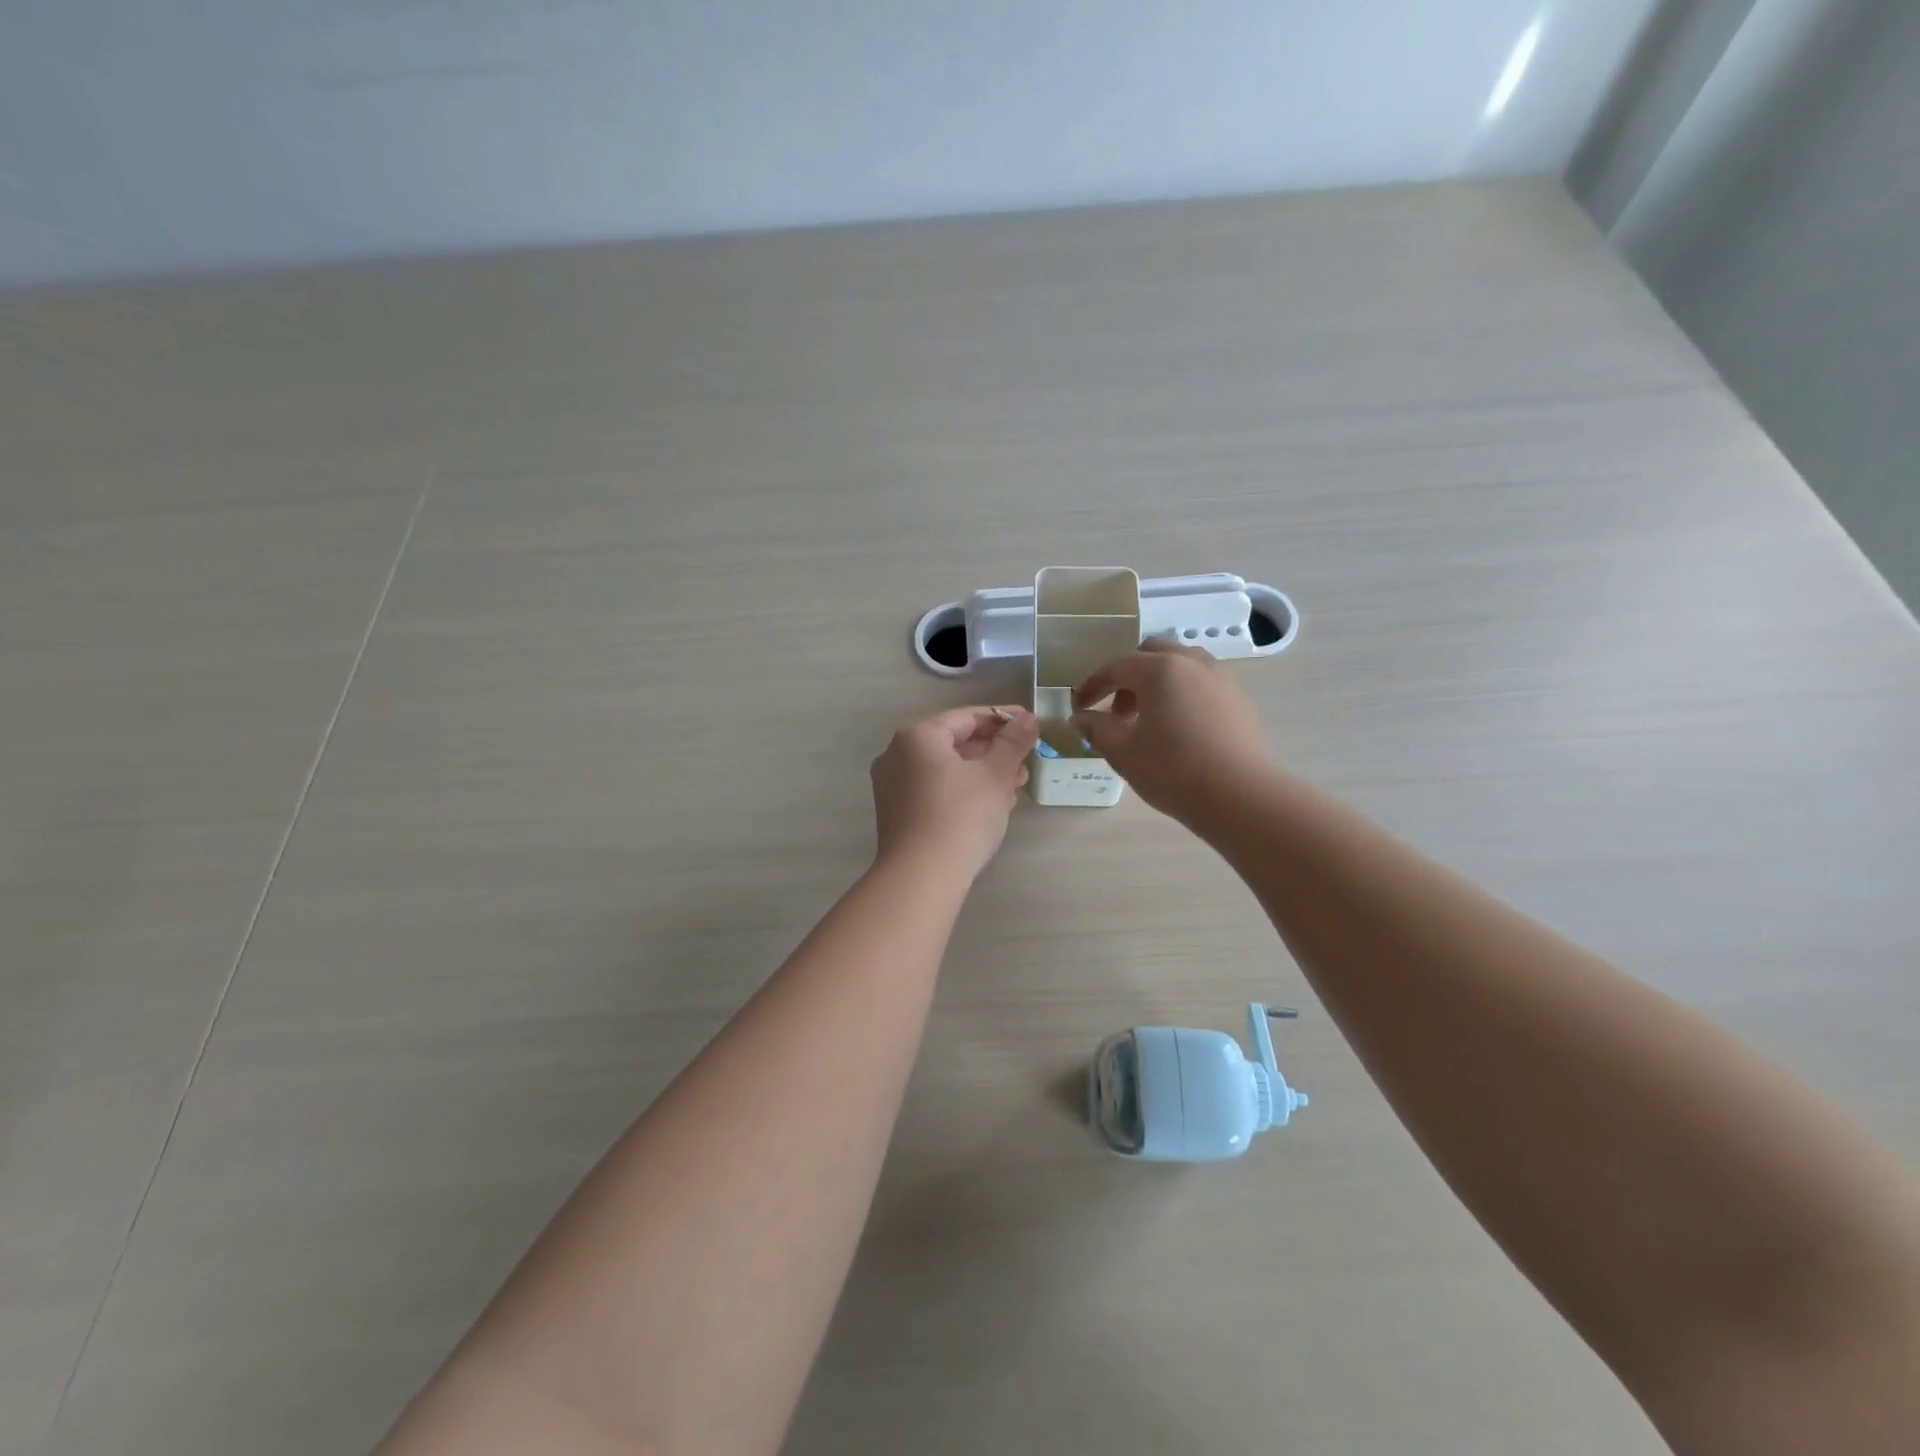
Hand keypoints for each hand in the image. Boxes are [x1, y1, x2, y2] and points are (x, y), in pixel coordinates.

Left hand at [870, 706, 1038, 879]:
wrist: (920, 877)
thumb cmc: (960, 816)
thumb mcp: (995, 775)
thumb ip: (1013, 743)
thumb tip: (1027, 720)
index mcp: (917, 735)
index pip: (967, 717)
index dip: (1003, 719)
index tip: (1031, 724)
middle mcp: (897, 754)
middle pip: (954, 742)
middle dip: (994, 750)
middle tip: (1026, 760)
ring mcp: (892, 785)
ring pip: (946, 768)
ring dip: (982, 773)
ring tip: (1015, 786)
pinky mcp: (897, 812)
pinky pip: (935, 789)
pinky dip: (963, 790)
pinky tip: (991, 805)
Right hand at [1071, 638, 1274, 825]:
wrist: (1241, 796)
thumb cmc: (1173, 770)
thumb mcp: (1123, 752)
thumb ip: (1096, 729)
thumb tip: (1080, 718)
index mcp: (1160, 669)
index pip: (1116, 667)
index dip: (1091, 686)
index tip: (1078, 708)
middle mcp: (1192, 663)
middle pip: (1150, 655)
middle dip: (1127, 677)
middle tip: (1115, 712)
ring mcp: (1221, 679)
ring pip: (1180, 665)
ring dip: (1156, 682)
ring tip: (1147, 718)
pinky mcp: (1239, 700)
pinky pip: (1202, 683)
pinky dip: (1181, 693)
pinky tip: (1177, 728)